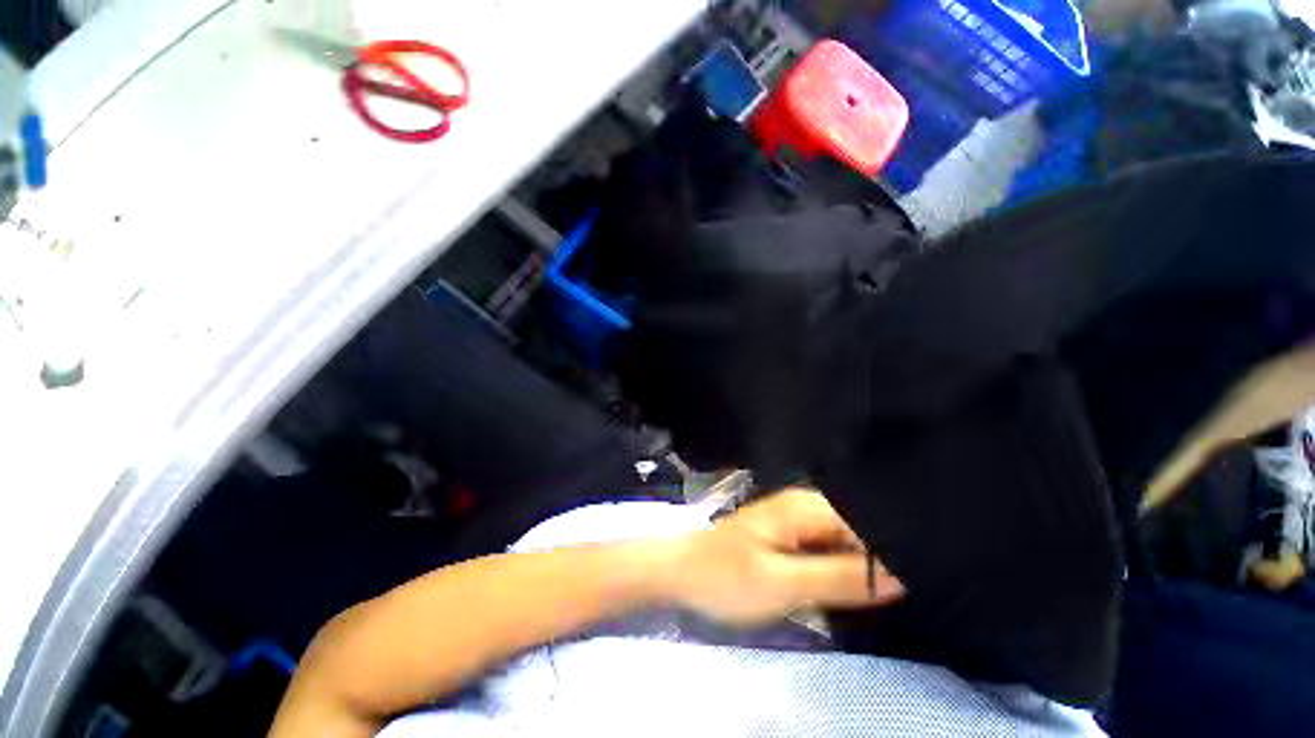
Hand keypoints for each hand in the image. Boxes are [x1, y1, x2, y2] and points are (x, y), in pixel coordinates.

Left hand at [666, 488, 903, 626]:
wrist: (683, 575)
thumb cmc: (726, 577)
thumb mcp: (784, 584)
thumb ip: (839, 579)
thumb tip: (897, 577)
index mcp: (804, 508)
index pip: (867, 522)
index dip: (893, 551)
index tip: (921, 583)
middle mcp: (803, 508)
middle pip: (857, 531)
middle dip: (879, 560)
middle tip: (908, 595)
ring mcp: (794, 523)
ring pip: (842, 543)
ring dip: (859, 568)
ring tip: (886, 598)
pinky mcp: (787, 540)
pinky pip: (825, 552)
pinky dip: (839, 570)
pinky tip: (850, 591)